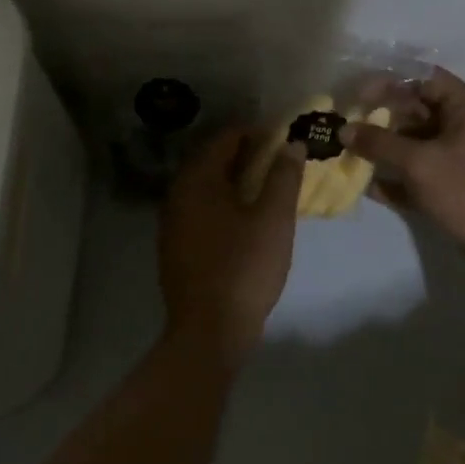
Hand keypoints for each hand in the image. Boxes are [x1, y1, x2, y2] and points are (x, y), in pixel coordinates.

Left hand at [159, 127, 304, 358]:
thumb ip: (284, 176)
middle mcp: (177, 195)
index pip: (225, 138)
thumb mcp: (274, 218)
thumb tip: (292, 145)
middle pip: (213, 161)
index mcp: (198, 181)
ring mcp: (173, 224)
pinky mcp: (176, 248)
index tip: (284, 138)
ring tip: (269, 188)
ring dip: (236, 181)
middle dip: (247, 156)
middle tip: (280, 161)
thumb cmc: (245, 267)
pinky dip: (225, 204)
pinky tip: (247, 220)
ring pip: (207, 188)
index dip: (256, 132)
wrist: (210, 330)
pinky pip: (202, 211)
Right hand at [340, 68, 464, 265]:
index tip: (357, 97)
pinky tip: (370, 187)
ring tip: (352, 155)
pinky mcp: (457, 182)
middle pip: (418, 109)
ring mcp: (463, 154)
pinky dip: (400, 175)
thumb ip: (379, 143)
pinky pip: (423, 169)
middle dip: (382, 119)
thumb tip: (344, 130)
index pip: (423, 78)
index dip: (388, 83)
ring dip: (387, 148)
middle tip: (348, 128)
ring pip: (418, 141)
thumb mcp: (419, 163)